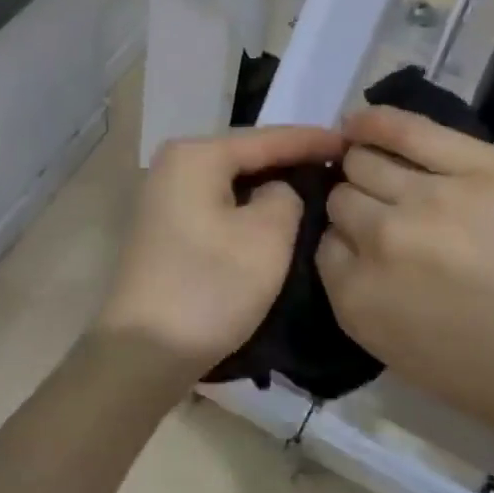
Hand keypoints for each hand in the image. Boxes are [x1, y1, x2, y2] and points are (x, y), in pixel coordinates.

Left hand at [96, 126, 345, 388]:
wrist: (142, 354)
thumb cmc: (210, 287)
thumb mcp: (267, 236)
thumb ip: (287, 196)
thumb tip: (277, 192)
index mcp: (196, 156)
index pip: (267, 139)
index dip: (312, 140)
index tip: (351, 142)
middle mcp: (173, 166)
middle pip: (246, 155)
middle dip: (290, 160)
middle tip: (337, 164)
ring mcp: (164, 198)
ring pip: (232, 181)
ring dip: (270, 186)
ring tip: (314, 186)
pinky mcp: (165, 229)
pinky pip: (219, 204)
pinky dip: (248, 207)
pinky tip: (275, 215)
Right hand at [316, 107, 493, 453]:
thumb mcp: (411, 361)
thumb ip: (368, 303)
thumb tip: (351, 250)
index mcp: (361, 303)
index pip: (323, 248)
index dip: (344, 245)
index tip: (363, 248)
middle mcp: (382, 242)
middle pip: (342, 200)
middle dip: (354, 208)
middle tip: (383, 215)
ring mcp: (432, 198)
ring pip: (366, 162)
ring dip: (365, 168)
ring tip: (379, 169)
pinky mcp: (480, 166)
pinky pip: (408, 130)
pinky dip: (376, 122)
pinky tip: (361, 122)